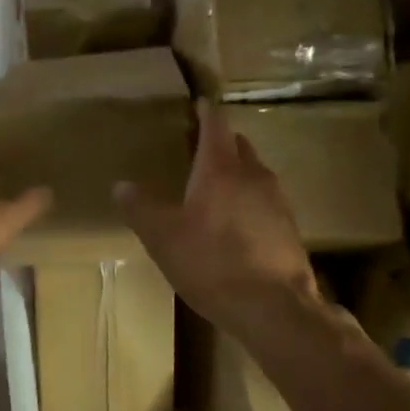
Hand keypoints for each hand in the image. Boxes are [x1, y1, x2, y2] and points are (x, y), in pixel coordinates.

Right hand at [114, 103, 318, 336]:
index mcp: (220, 168)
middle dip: (221, 142)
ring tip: (214, 187)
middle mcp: (254, 175)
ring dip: (236, 173)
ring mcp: (277, 201)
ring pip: (254, 174)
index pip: (216, 125)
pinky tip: (235, 225)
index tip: (198, 104)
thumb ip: (141, 208)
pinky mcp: (288, 228)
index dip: (206, 112)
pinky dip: (248, 201)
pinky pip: (265, 202)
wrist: (274, 307)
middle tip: (199, 148)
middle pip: (238, 146)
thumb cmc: (212, 263)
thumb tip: (121, 185)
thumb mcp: (163, 237)